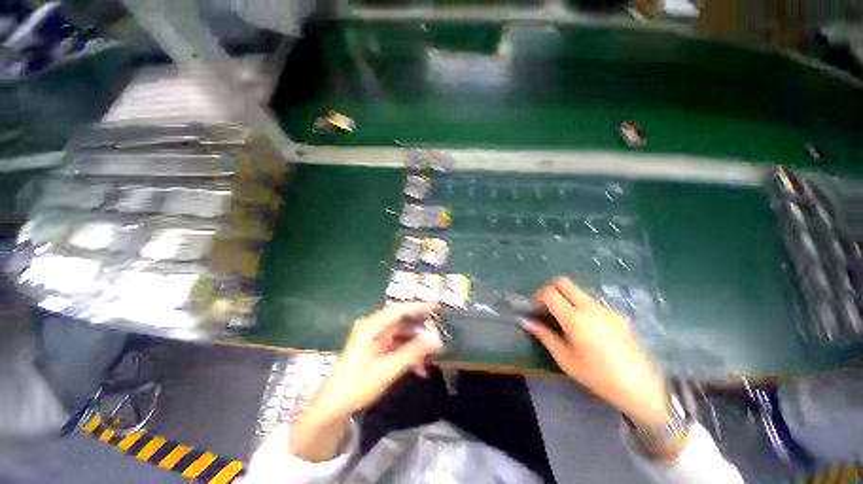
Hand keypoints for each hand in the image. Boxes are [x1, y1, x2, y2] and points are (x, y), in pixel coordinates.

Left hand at [289, 303, 442, 460]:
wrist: (333, 407)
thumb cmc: (357, 385)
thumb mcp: (387, 369)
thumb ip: (412, 352)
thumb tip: (437, 338)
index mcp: (371, 326)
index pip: (399, 310)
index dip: (418, 307)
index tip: (437, 308)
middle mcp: (373, 327)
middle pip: (402, 321)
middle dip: (420, 330)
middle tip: (439, 335)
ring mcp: (375, 338)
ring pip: (401, 335)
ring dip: (416, 345)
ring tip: (432, 356)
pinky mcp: (376, 348)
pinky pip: (397, 345)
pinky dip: (408, 354)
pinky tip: (419, 369)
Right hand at [523, 277, 668, 427]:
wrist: (642, 387)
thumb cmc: (598, 376)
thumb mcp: (565, 359)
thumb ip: (544, 335)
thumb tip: (525, 320)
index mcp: (575, 319)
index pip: (550, 293)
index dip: (538, 295)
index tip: (534, 307)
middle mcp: (590, 307)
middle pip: (564, 282)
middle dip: (551, 289)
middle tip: (547, 306)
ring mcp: (606, 309)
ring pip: (578, 291)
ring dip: (566, 298)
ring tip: (565, 320)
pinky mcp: (617, 314)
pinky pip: (592, 302)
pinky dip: (581, 307)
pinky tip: (586, 329)